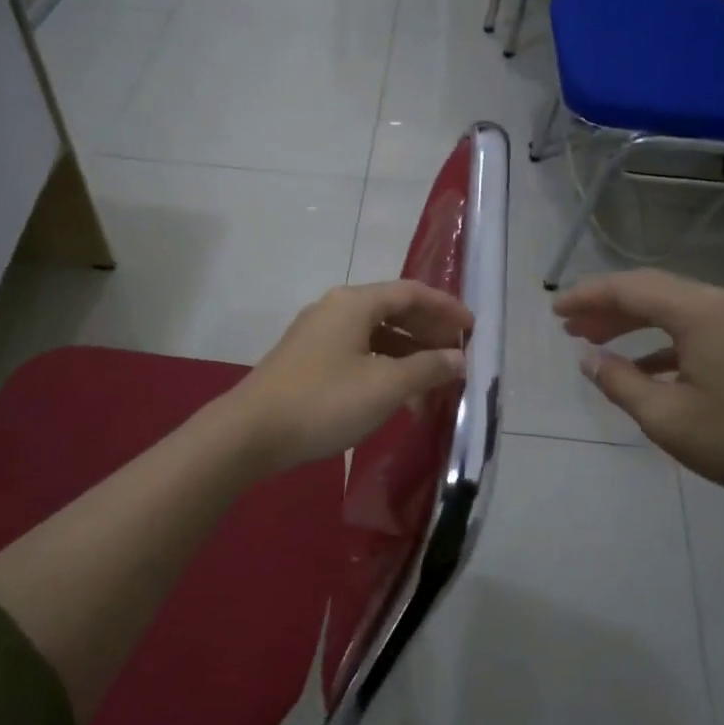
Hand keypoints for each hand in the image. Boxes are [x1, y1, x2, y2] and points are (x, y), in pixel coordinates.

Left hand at [226, 281, 472, 474]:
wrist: (251, 432)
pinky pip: (357, 353)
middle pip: (392, 310)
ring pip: (375, 335)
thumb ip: (427, 368)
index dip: (445, 307)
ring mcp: (317, 335)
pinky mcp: (307, 360)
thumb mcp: (385, 386)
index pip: (411, 292)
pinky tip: (397, 395)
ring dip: (407, 353)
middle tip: (457, 354)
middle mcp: (335, 309)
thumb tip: (458, 358)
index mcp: (354, 303)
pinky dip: (384, 367)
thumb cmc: (324, 401)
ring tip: (434, 380)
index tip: (472, 328)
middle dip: (428, 331)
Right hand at [554, 269, 723, 505]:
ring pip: (672, 306)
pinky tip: (641, 365)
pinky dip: (661, 339)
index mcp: (699, 313)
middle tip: (568, 326)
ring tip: (593, 340)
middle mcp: (720, 303)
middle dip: (606, 306)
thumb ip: (621, 384)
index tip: (554, 311)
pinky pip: (694, 326)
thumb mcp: (668, 419)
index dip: (587, 296)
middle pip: (651, 290)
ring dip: (632, 321)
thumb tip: (589, 360)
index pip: (630, 289)